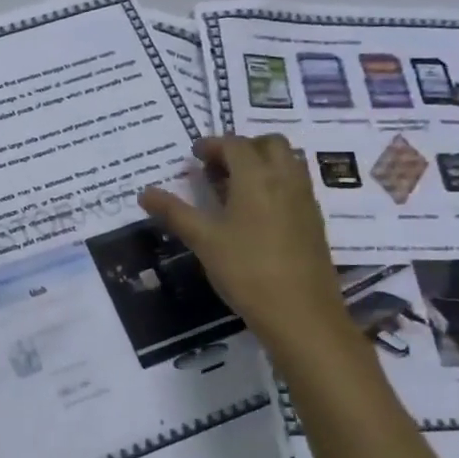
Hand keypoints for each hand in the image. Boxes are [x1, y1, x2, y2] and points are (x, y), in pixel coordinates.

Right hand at [138, 135, 354, 358]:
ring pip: (287, 162)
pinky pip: (295, 185)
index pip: (235, 144)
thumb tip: (144, 193)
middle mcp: (285, 179)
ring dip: (261, 163)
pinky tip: (253, 213)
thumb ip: (174, 212)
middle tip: (216, 168)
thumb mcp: (203, 240)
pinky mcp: (314, 221)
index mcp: (257, 177)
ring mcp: (305, 200)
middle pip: (269, 144)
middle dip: (241, 147)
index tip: (193, 156)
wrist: (301, 313)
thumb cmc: (246, 271)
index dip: (212, 145)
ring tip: (233, 188)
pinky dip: (274, 183)